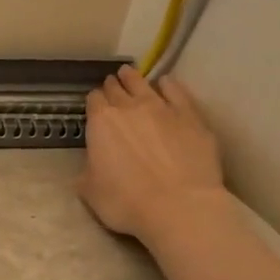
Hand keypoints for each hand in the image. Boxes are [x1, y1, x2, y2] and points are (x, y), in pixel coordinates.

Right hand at [79, 66, 225, 247]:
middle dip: (112, 86)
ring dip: (134, 78)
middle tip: (111, 84)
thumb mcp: (90, 191)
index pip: (93, 101)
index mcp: (101, 123)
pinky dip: (169, 85)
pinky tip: (166, 83)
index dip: (93, 101)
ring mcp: (163, 108)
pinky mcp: (191, 117)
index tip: (94, 104)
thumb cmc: (126, 202)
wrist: (179, 206)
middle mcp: (129, 108)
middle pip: (117, 89)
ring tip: (130, 73)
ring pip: (144, 84)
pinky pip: (177, 93)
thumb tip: (91, 167)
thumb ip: (88, 171)